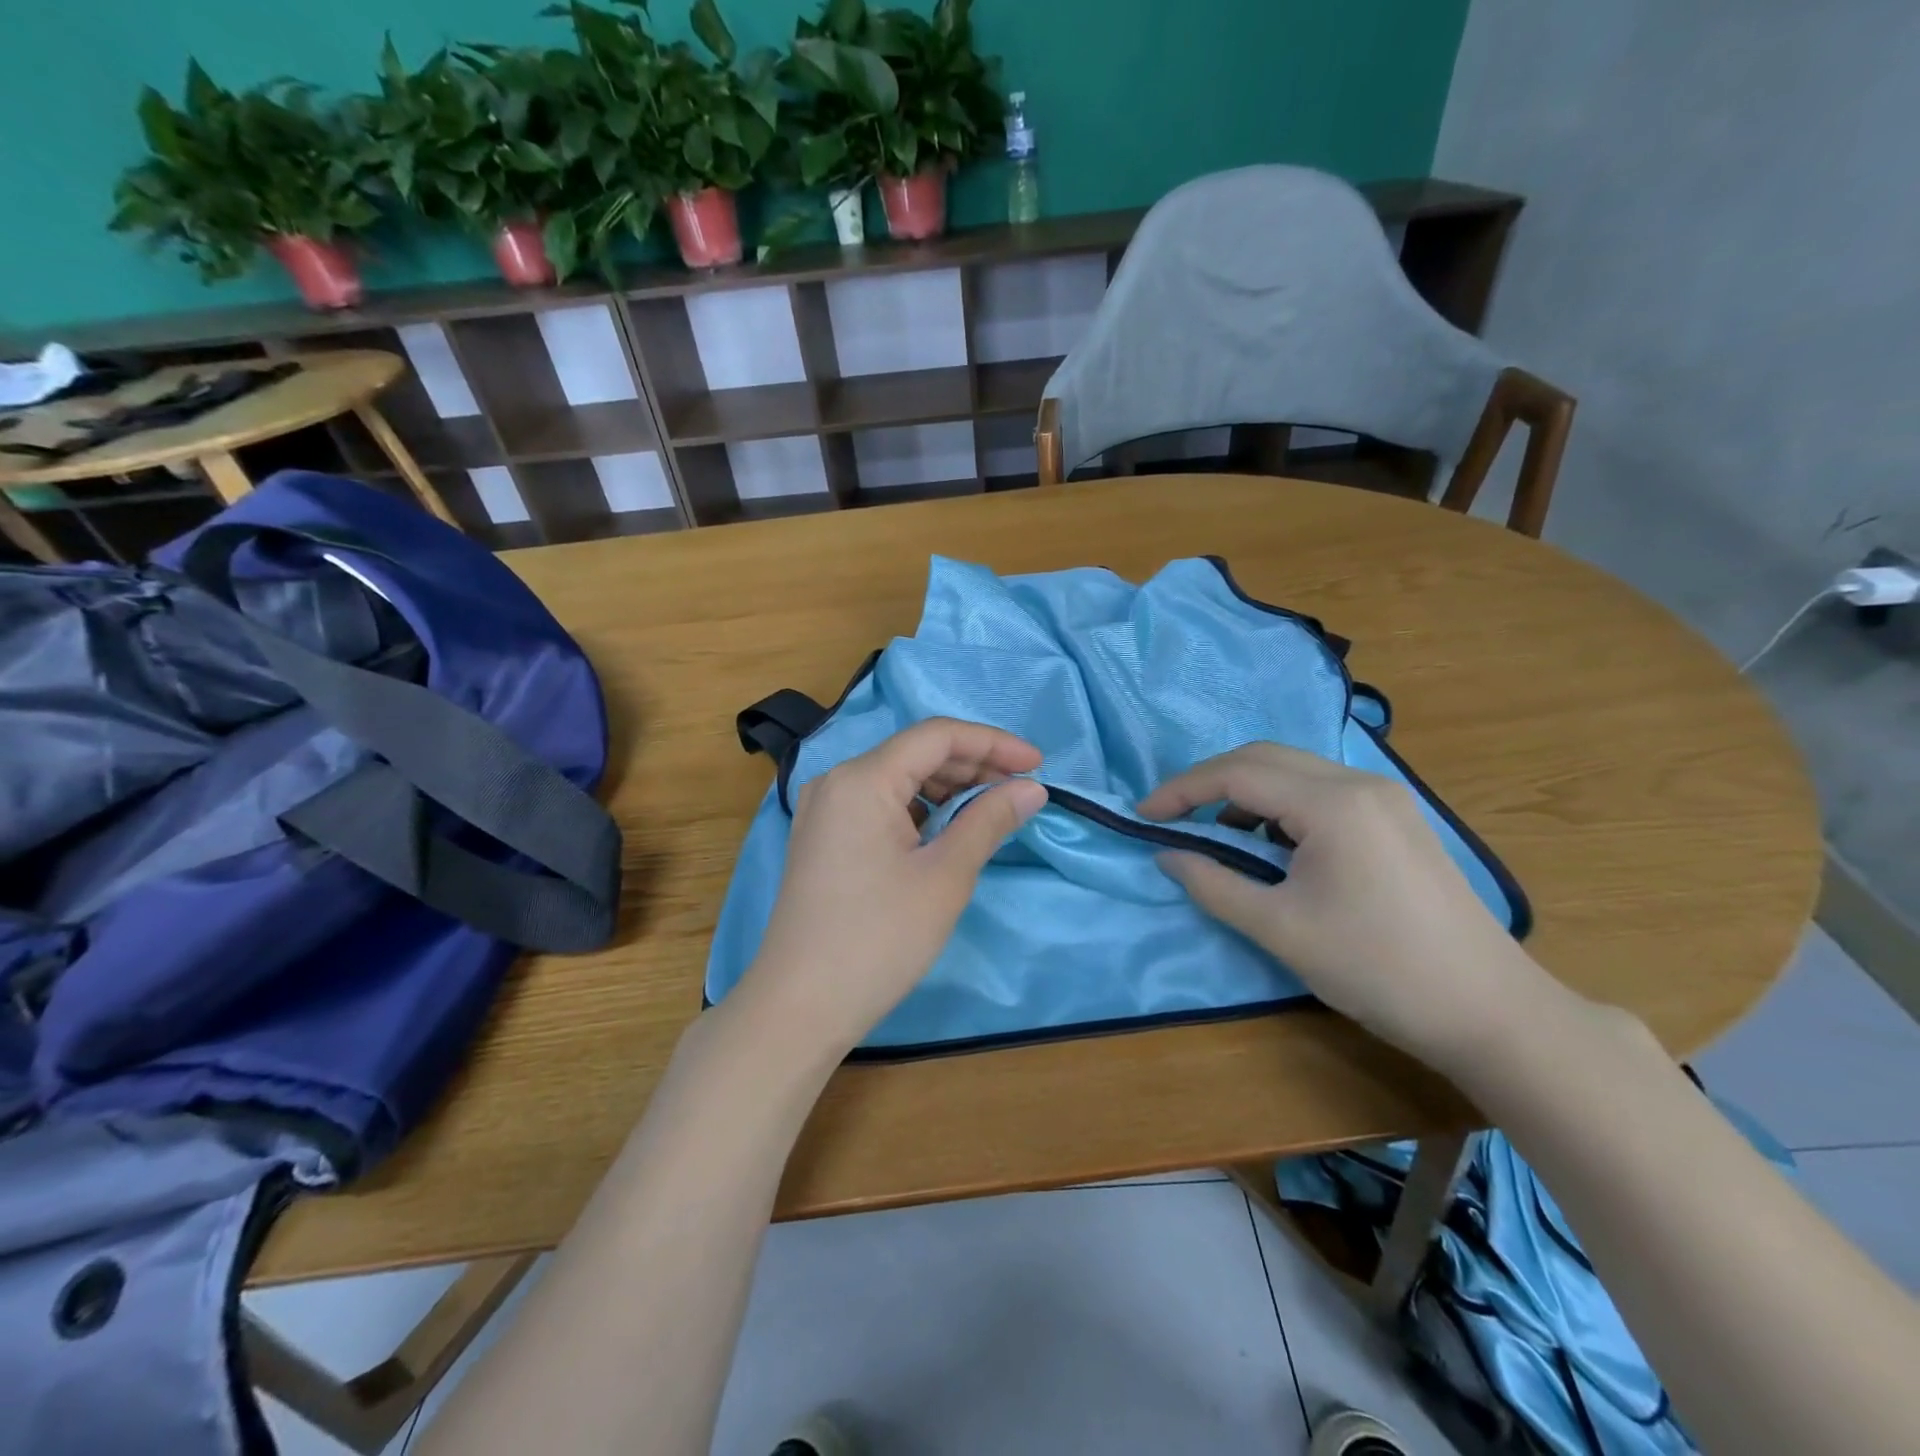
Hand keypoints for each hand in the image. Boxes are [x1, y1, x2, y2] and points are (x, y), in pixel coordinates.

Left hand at [739, 718, 1047, 1055]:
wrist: (799, 1006)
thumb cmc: (879, 939)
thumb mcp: (945, 876)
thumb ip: (989, 821)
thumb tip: (1032, 789)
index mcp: (862, 779)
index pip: (937, 736)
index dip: (993, 743)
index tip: (1038, 765)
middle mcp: (837, 781)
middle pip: (915, 753)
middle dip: (973, 765)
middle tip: (1021, 791)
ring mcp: (824, 810)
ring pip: (897, 779)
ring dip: (948, 788)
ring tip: (991, 810)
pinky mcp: (822, 837)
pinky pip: (878, 804)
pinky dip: (919, 809)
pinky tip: (947, 830)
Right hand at [1138, 742, 1553, 1074]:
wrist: (1489, 1011)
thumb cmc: (1376, 968)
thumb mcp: (1280, 929)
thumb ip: (1214, 884)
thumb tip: (1167, 856)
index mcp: (1332, 803)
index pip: (1237, 774)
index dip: (1182, 791)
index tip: (1143, 816)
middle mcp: (1359, 783)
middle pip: (1264, 759)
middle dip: (1209, 783)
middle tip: (1172, 818)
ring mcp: (1384, 798)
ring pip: (1294, 772)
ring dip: (1246, 794)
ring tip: (1220, 839)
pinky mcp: (1396, 819)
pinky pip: (1321, 793)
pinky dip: (1281, 808)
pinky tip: (1273, 847)